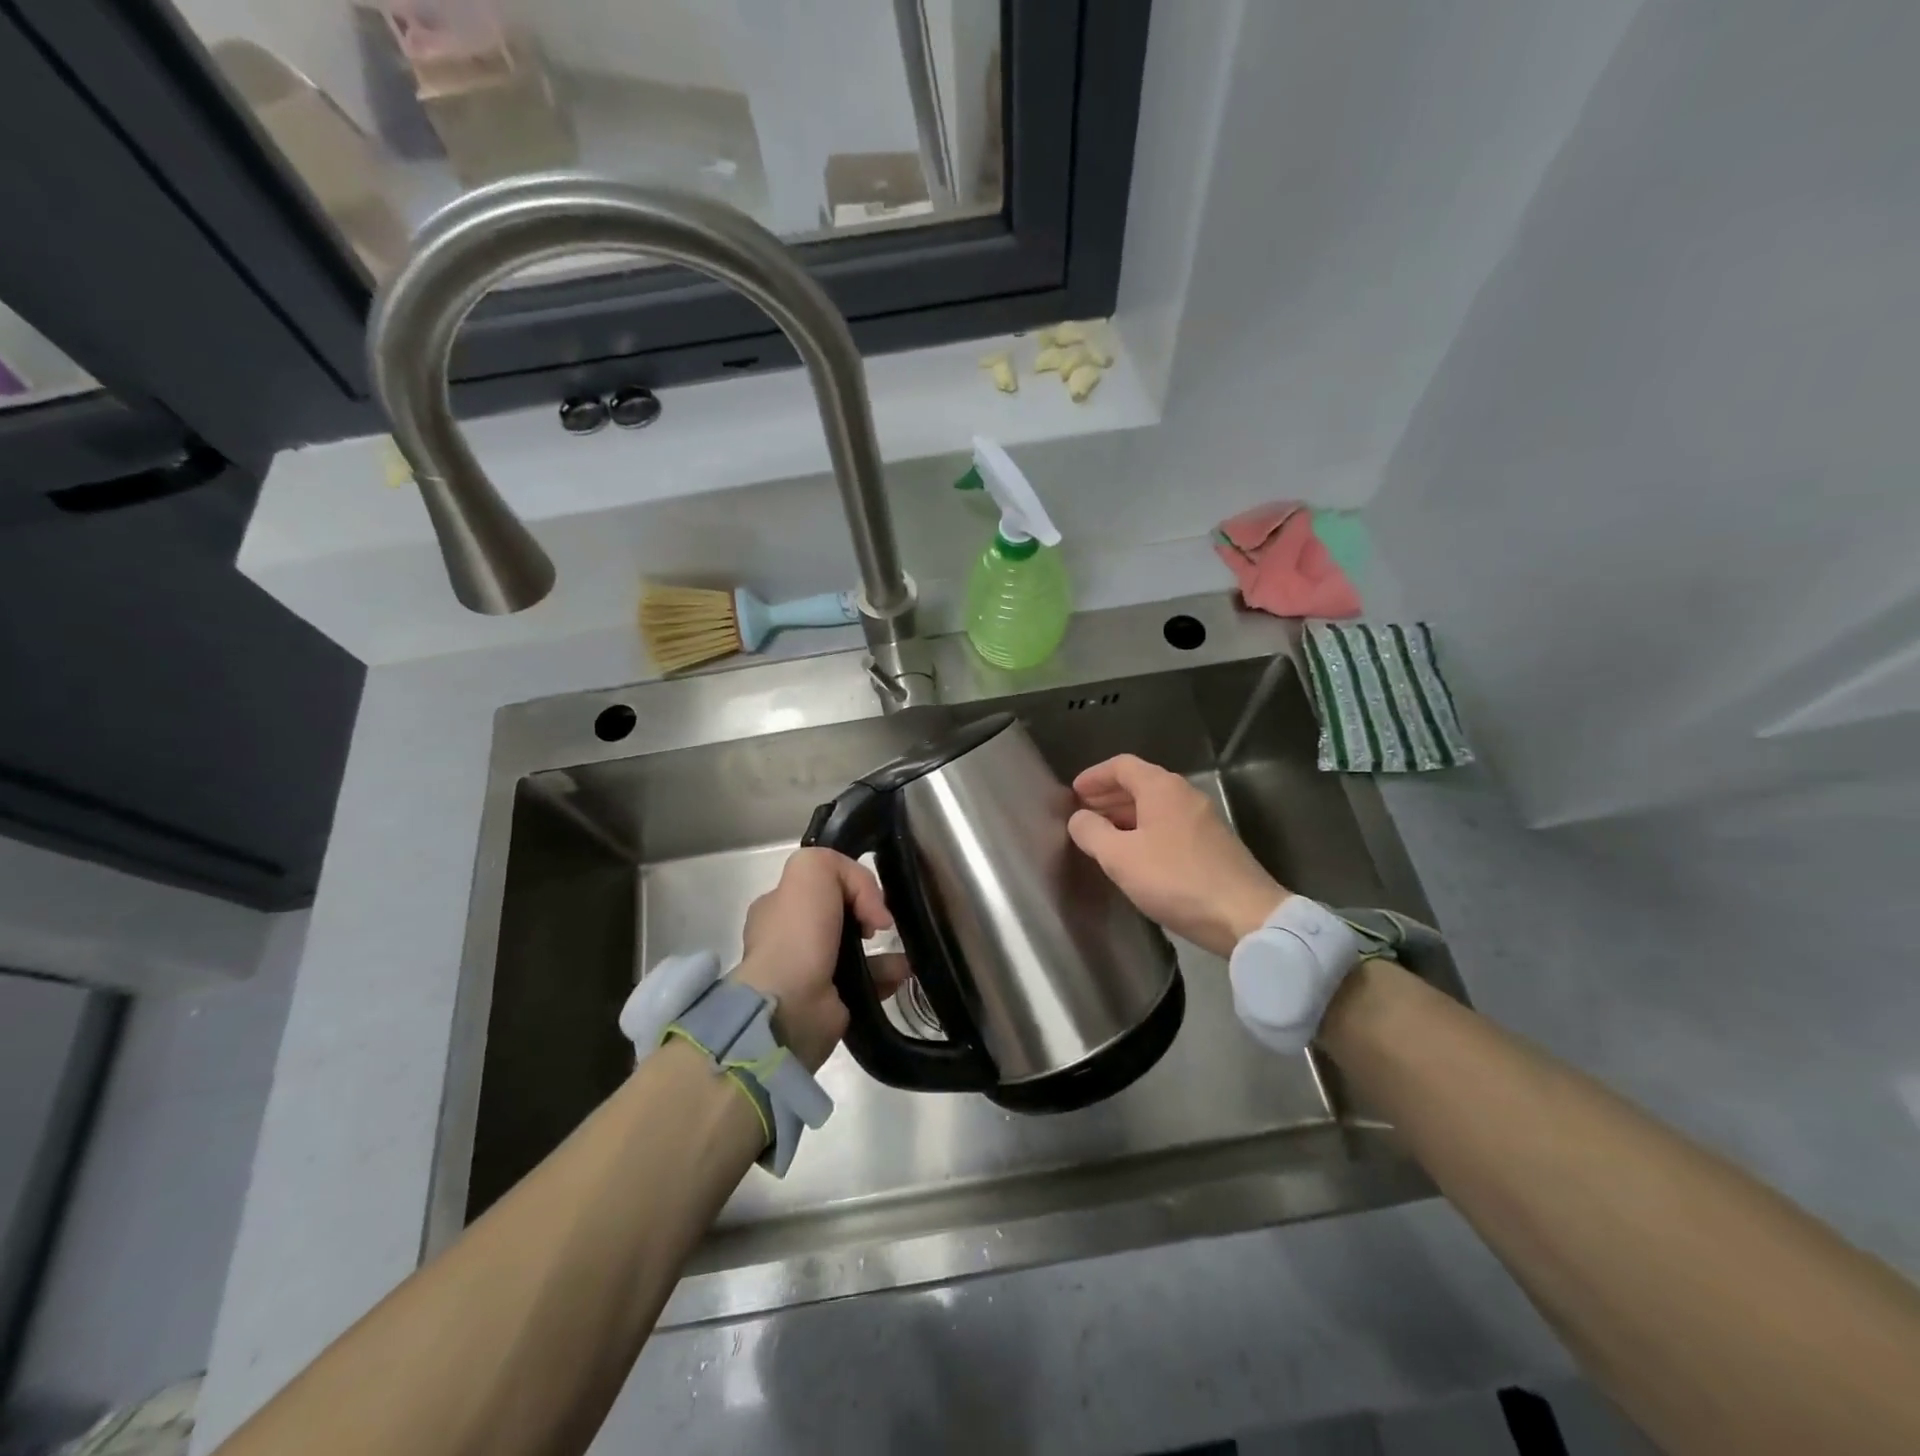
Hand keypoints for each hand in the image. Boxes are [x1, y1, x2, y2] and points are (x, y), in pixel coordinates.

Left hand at [733, 848, 905, 1070]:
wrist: (791, 1005)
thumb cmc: (797, 934)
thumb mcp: (811, 870)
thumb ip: (842, 867)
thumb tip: (870, 907)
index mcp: (778, 907)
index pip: (818, 885)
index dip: (849, 884)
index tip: (868, 896)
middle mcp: (790, 938)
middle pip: (841, 916)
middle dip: (869, 916)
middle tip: (883, 923)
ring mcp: (809, 973)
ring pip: (857, 950)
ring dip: (886, 949)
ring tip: (903, 950)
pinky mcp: (830, 1002)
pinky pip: (867, 982)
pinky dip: (887, 976)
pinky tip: (902, 972)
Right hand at [1068, 754, 1288, 957]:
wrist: (1245, 916)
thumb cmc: (1175, 879)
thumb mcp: (1120, 857)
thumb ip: (1092, 833)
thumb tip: (1079, 818)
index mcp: (1162, 789)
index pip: (1122, 766)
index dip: (1095, 776)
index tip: (1074, 793)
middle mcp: (1185, 795)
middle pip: (1140, 784)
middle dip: (1108, 796)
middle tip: (1083, 814)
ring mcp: (1204, 820)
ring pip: (1156, 807)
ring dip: (1126, 816)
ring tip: (1103, 836)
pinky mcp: (1214, 845)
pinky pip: (1170, 826)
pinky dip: (1146, 831)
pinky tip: (1135, 855)